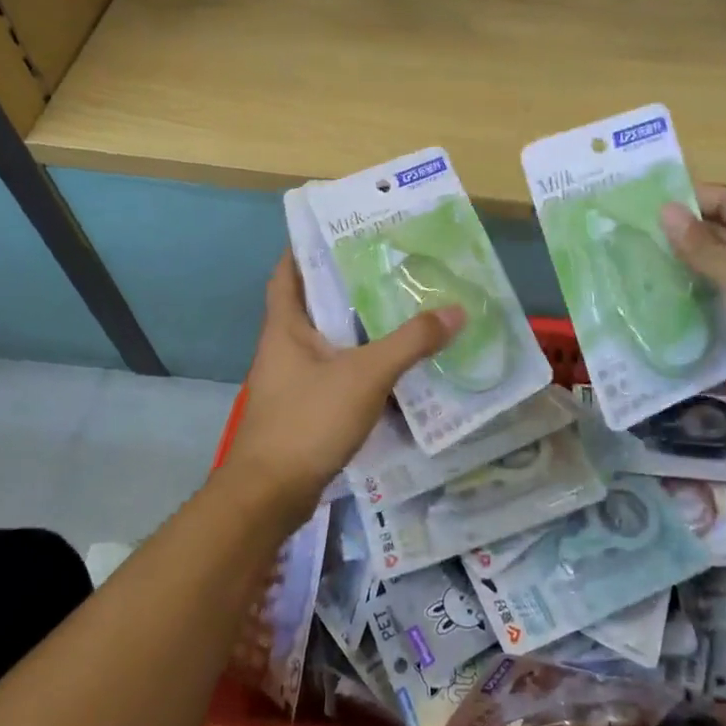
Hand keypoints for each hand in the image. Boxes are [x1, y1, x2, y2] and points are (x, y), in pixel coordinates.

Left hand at [224, 253, 462, 522]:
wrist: (270, 496)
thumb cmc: (308, 420)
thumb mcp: (366, 375)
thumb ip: (411, 342)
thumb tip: (456, 311)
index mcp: (285, 326)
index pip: (288, 271)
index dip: (307, 247)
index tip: (342, 230)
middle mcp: (284, 346)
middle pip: (314, 302)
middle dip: (347, 284)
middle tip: (389, 264)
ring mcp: (292, 380)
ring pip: (328, 339)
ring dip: (357, 325)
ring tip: (399, 306)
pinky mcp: (305, 408)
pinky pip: (336, 372)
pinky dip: (360, 362)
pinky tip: (393, 363)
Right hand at [660, 185, 725, 461]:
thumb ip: (704, 247)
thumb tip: (666, 209)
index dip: (690, 197)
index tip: (642, 204)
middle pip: (719, 233)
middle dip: (678, 233)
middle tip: (628, 236)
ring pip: (714, 269)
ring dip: (680, 266)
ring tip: (633, 265)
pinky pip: (715, 301)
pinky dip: (689, 297)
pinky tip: (655, 301)